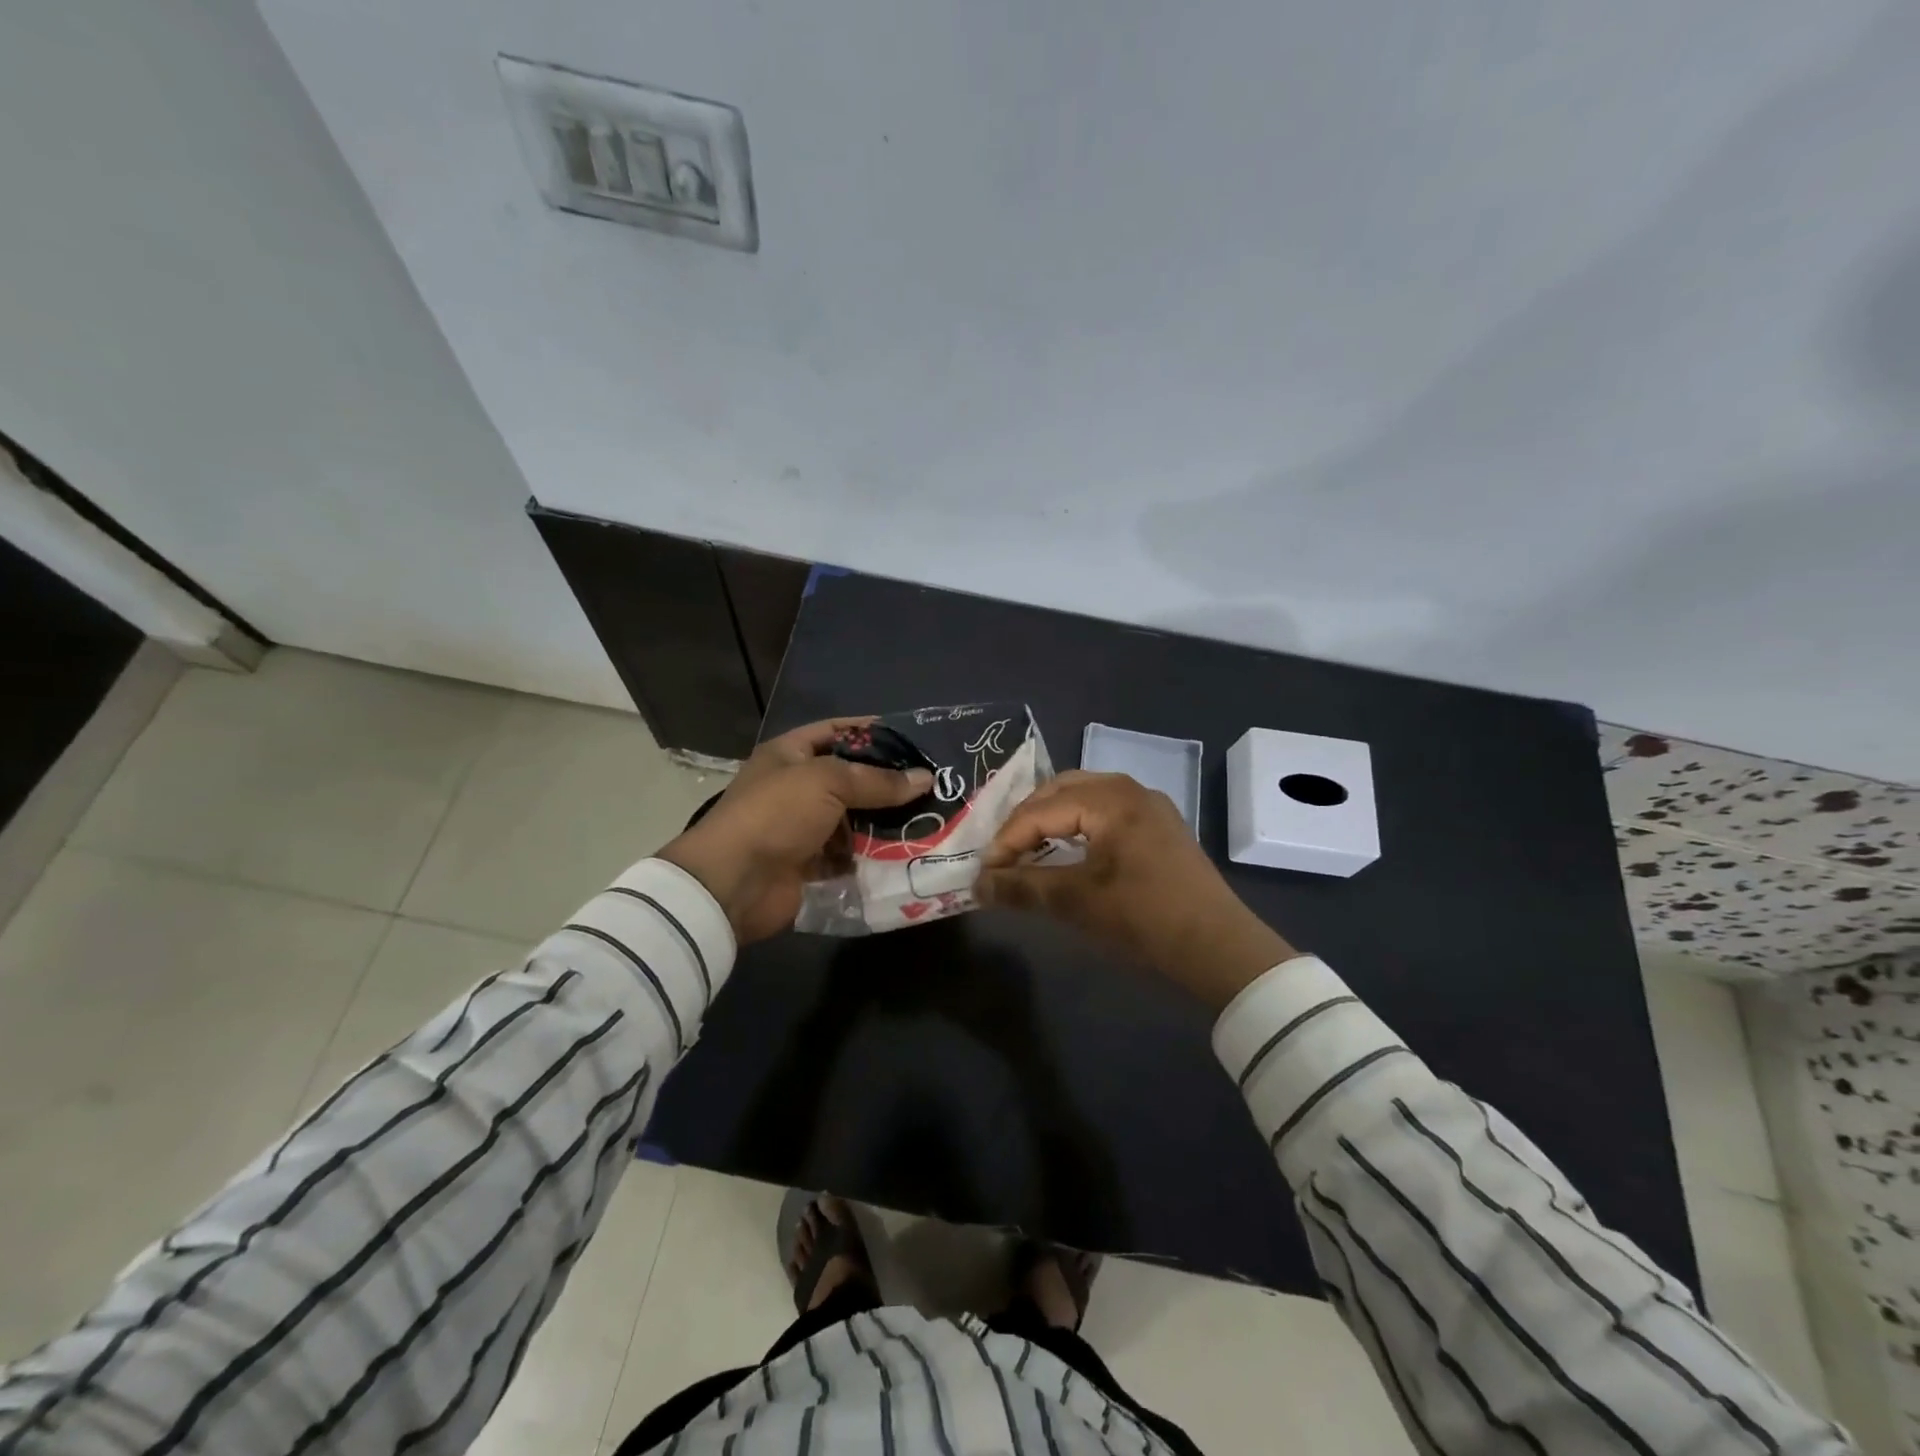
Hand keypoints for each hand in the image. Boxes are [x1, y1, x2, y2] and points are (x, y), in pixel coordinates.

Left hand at [660, 719, 931, 942]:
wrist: (734, 883)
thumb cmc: (776, 815)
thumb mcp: (827, 782)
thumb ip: (877, 780)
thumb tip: (925, 778)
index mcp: (790, 754)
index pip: (838, 731)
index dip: (873, 732)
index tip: (914, 739)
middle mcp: (797, 787)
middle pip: (850, 778)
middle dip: (888, 782)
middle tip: (934, 785)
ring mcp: (803, 827)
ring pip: (854, 818)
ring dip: (885, 821)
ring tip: (930, 818)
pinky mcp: (811, 863)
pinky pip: (850, 854)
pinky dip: (873, 854)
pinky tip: (907, 851)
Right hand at [978, 771, 1296, 1008]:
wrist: (1219, 948)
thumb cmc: (1144, 918)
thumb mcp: (1077, 902)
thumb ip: (1023, 888)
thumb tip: (977, 886)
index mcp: (1110, 799)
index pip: (1041, 810)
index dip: (1007, 839)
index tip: (985, 872)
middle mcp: (1130, 790)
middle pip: (1061, 790)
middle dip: (1026, 820)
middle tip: (1003, 854)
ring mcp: (1149, 806)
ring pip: (1084, 797)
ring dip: (1051, 820)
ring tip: (1027, 851)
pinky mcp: (1159, 827)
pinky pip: (1105, 812)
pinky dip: (1077, 825)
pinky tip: (1066, 851)